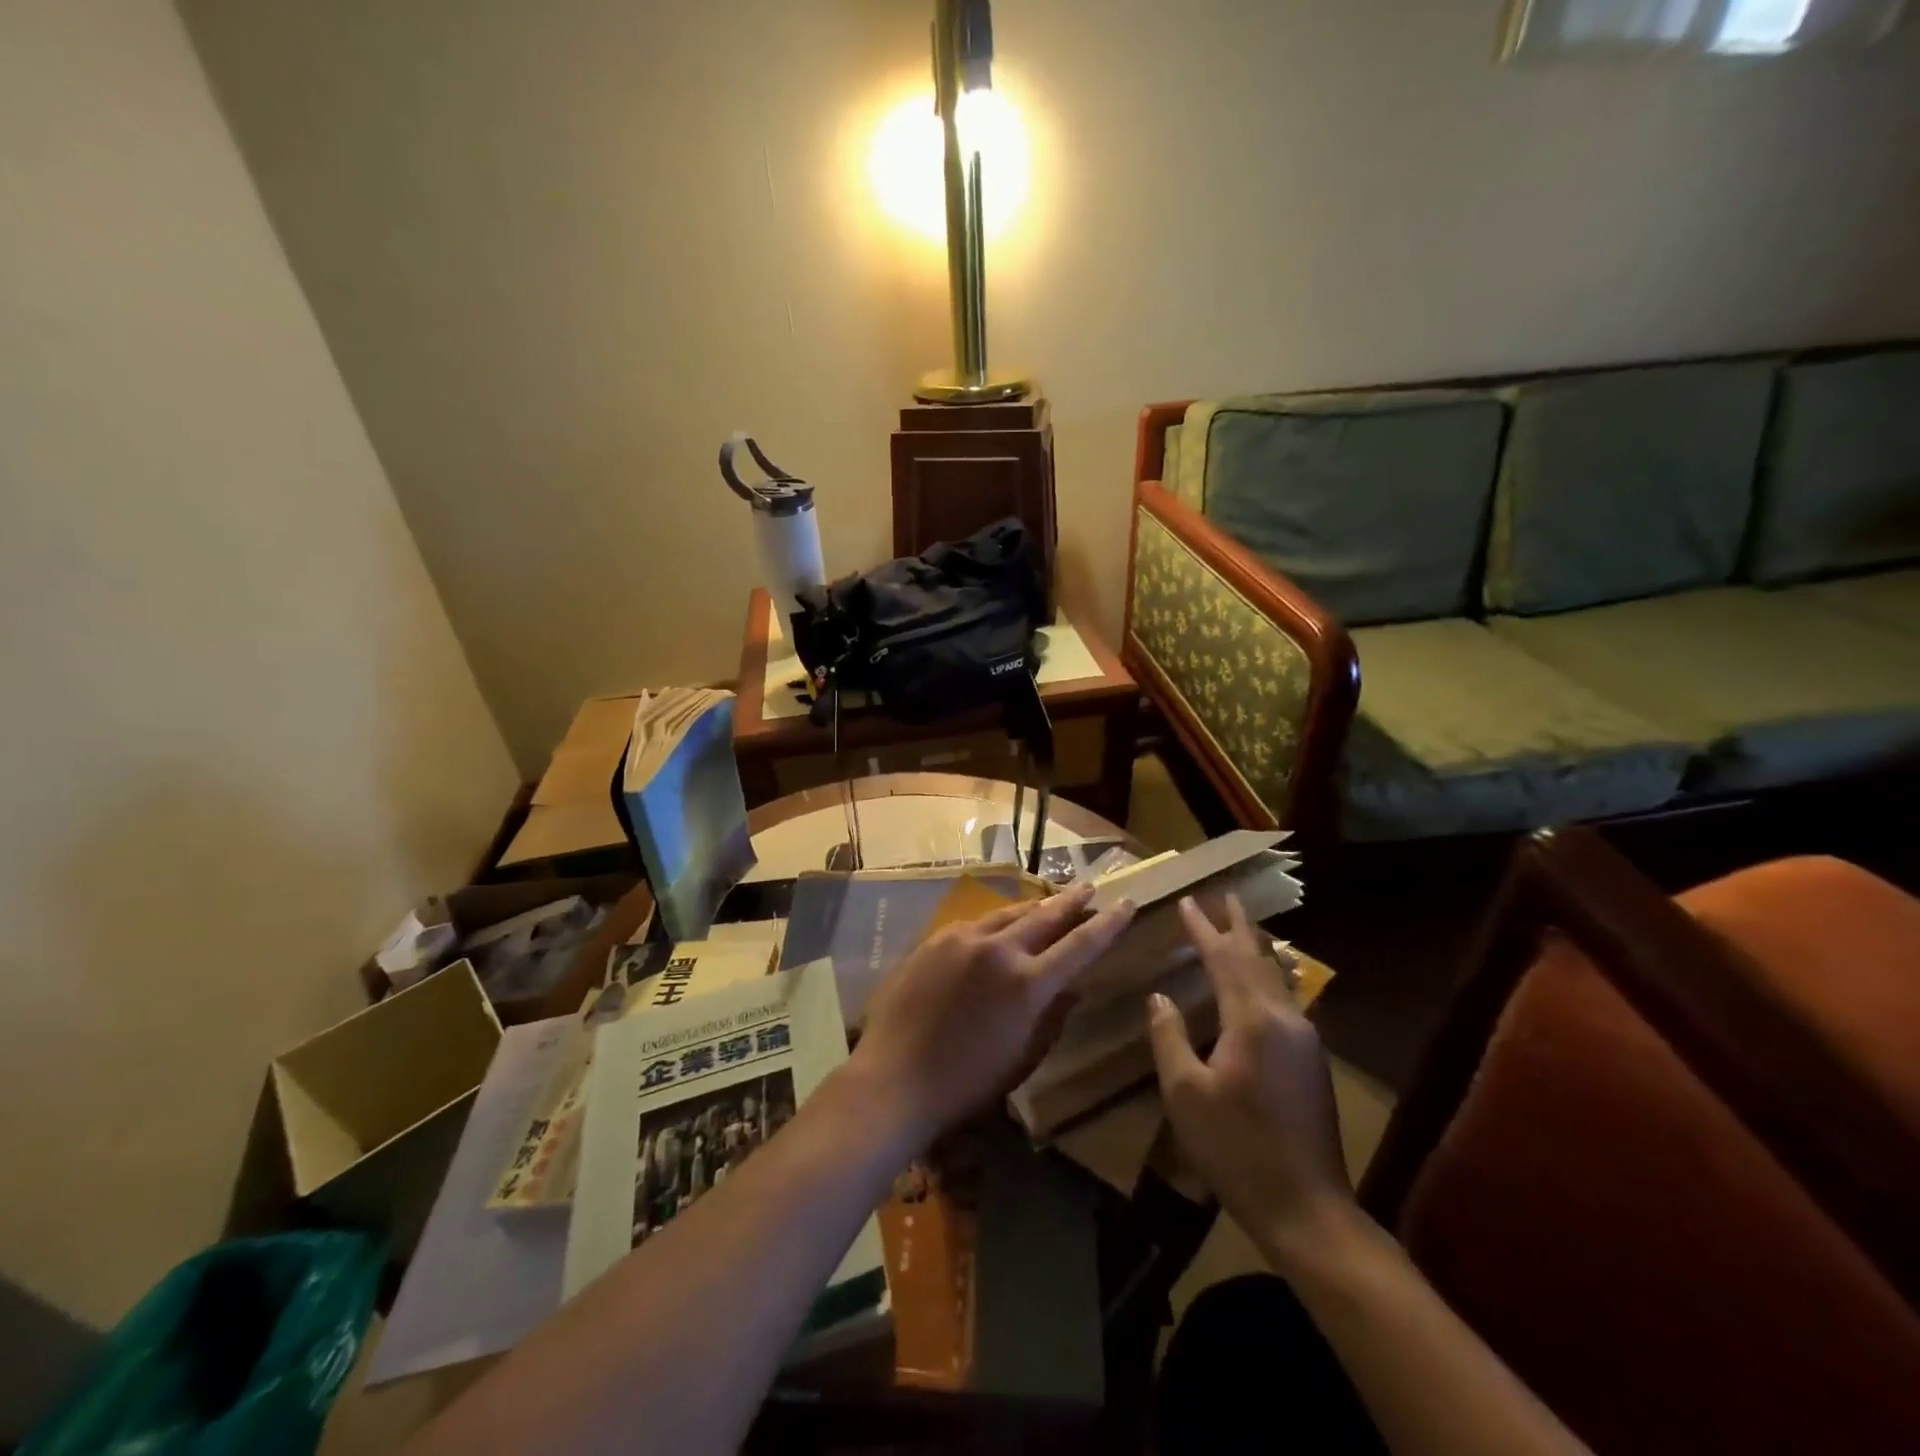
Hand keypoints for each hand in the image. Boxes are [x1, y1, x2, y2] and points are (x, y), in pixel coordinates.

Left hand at [851, 883, 1135, 1147]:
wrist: (895, 1077)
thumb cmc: (967, 1082)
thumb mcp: (1023, 1056)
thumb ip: (1053, 1015)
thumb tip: (1074, 985)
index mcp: (1027, 983)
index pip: (1080, 945)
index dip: (1107, 924)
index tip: (1126, 903)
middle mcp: (998, 949)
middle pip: (1044, 915)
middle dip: (1071, 901)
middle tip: (1089, 888)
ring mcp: (962, 939)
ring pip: (1009, 913)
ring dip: (1034, 907)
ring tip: (1051, 902)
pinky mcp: (935, 939)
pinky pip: (976, 923)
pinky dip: (998, 921)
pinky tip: (1000, 924)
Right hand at [1147, 895, 1353, 1265]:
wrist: (1307, 1209)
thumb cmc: (1236, 1149)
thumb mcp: (1185, 1093)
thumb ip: (1169, 1036)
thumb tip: (1160, 996)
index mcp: (1252, 1021)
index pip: (1224, 959)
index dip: (1203, 929)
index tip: (1187, 901)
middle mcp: (1284, 1019)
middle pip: (1258, 959)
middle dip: (1239, 926)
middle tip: (1226, 895)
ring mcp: (1305, 1040)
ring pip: (1277, 978)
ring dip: (1256, 949)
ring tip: (1243, 927)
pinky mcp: (1312, 1061)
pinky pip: (1285, 999)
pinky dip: (1266, 976)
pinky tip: (1262, 981)